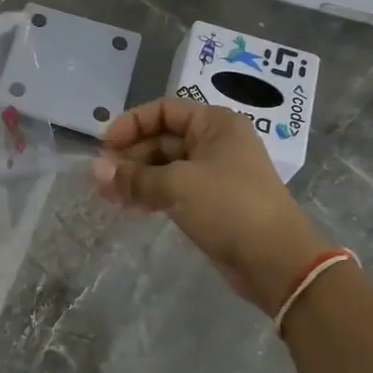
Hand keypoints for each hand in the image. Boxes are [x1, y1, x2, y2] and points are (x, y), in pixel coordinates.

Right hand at [93, 97, 330, 312]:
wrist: (277, 261)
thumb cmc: (229, 207)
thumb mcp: (177, 186)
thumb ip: (133, 177)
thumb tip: (94, 169)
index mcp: (215, 124)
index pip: (164, 110)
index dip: (131, 124)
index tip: (105, 147)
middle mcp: (216, 142)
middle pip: (162, 138)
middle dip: (130, 156)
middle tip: (102, 178)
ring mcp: (215, 173)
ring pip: (165, 166)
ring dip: (136, 178)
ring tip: (108, 196)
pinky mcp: (212, 202)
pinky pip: (173, 188)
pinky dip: (151, 194)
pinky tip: (129, 207)